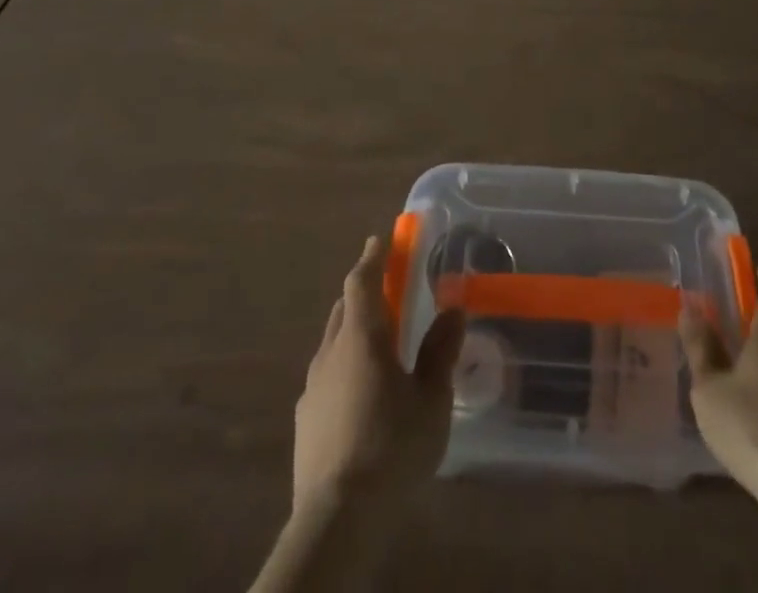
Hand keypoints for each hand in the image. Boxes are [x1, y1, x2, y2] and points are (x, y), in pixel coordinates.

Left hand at [292, 235, 464, 513]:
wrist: (338, 518)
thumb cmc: (392, 447)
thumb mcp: (432, 399)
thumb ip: (441, 351)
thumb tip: (452, 310)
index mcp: (361, 337)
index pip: (362, 281)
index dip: (373, 257)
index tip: (381, 239)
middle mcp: (331, 352)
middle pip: (344, 308)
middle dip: (364, 293)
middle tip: (389, 293)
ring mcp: (313, 387)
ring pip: (333, 342)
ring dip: (354, 332)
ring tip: (380, 347)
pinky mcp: (305, 421)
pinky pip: (326, 376)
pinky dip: (344, 368)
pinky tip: (361, 395)